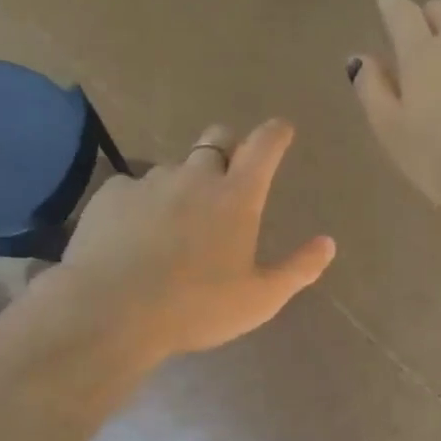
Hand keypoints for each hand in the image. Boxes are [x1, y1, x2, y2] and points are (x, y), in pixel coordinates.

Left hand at [51, 120, 335, 365]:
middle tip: (227, 176)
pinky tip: (133, 235)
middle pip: (216, 139)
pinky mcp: (111, 194)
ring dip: (182, 184)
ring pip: (174, 168)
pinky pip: (133, 188)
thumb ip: (298, 269)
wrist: (111, 311)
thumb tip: (328, 243)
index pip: (264, 146)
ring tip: (173, 223)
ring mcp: (150, 182)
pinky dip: (141, 203)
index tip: (281, 129)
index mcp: (237, 197)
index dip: (275, 133)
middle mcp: (195, 177)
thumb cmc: (197, 307)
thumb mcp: (260, 299)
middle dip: (227, 146)